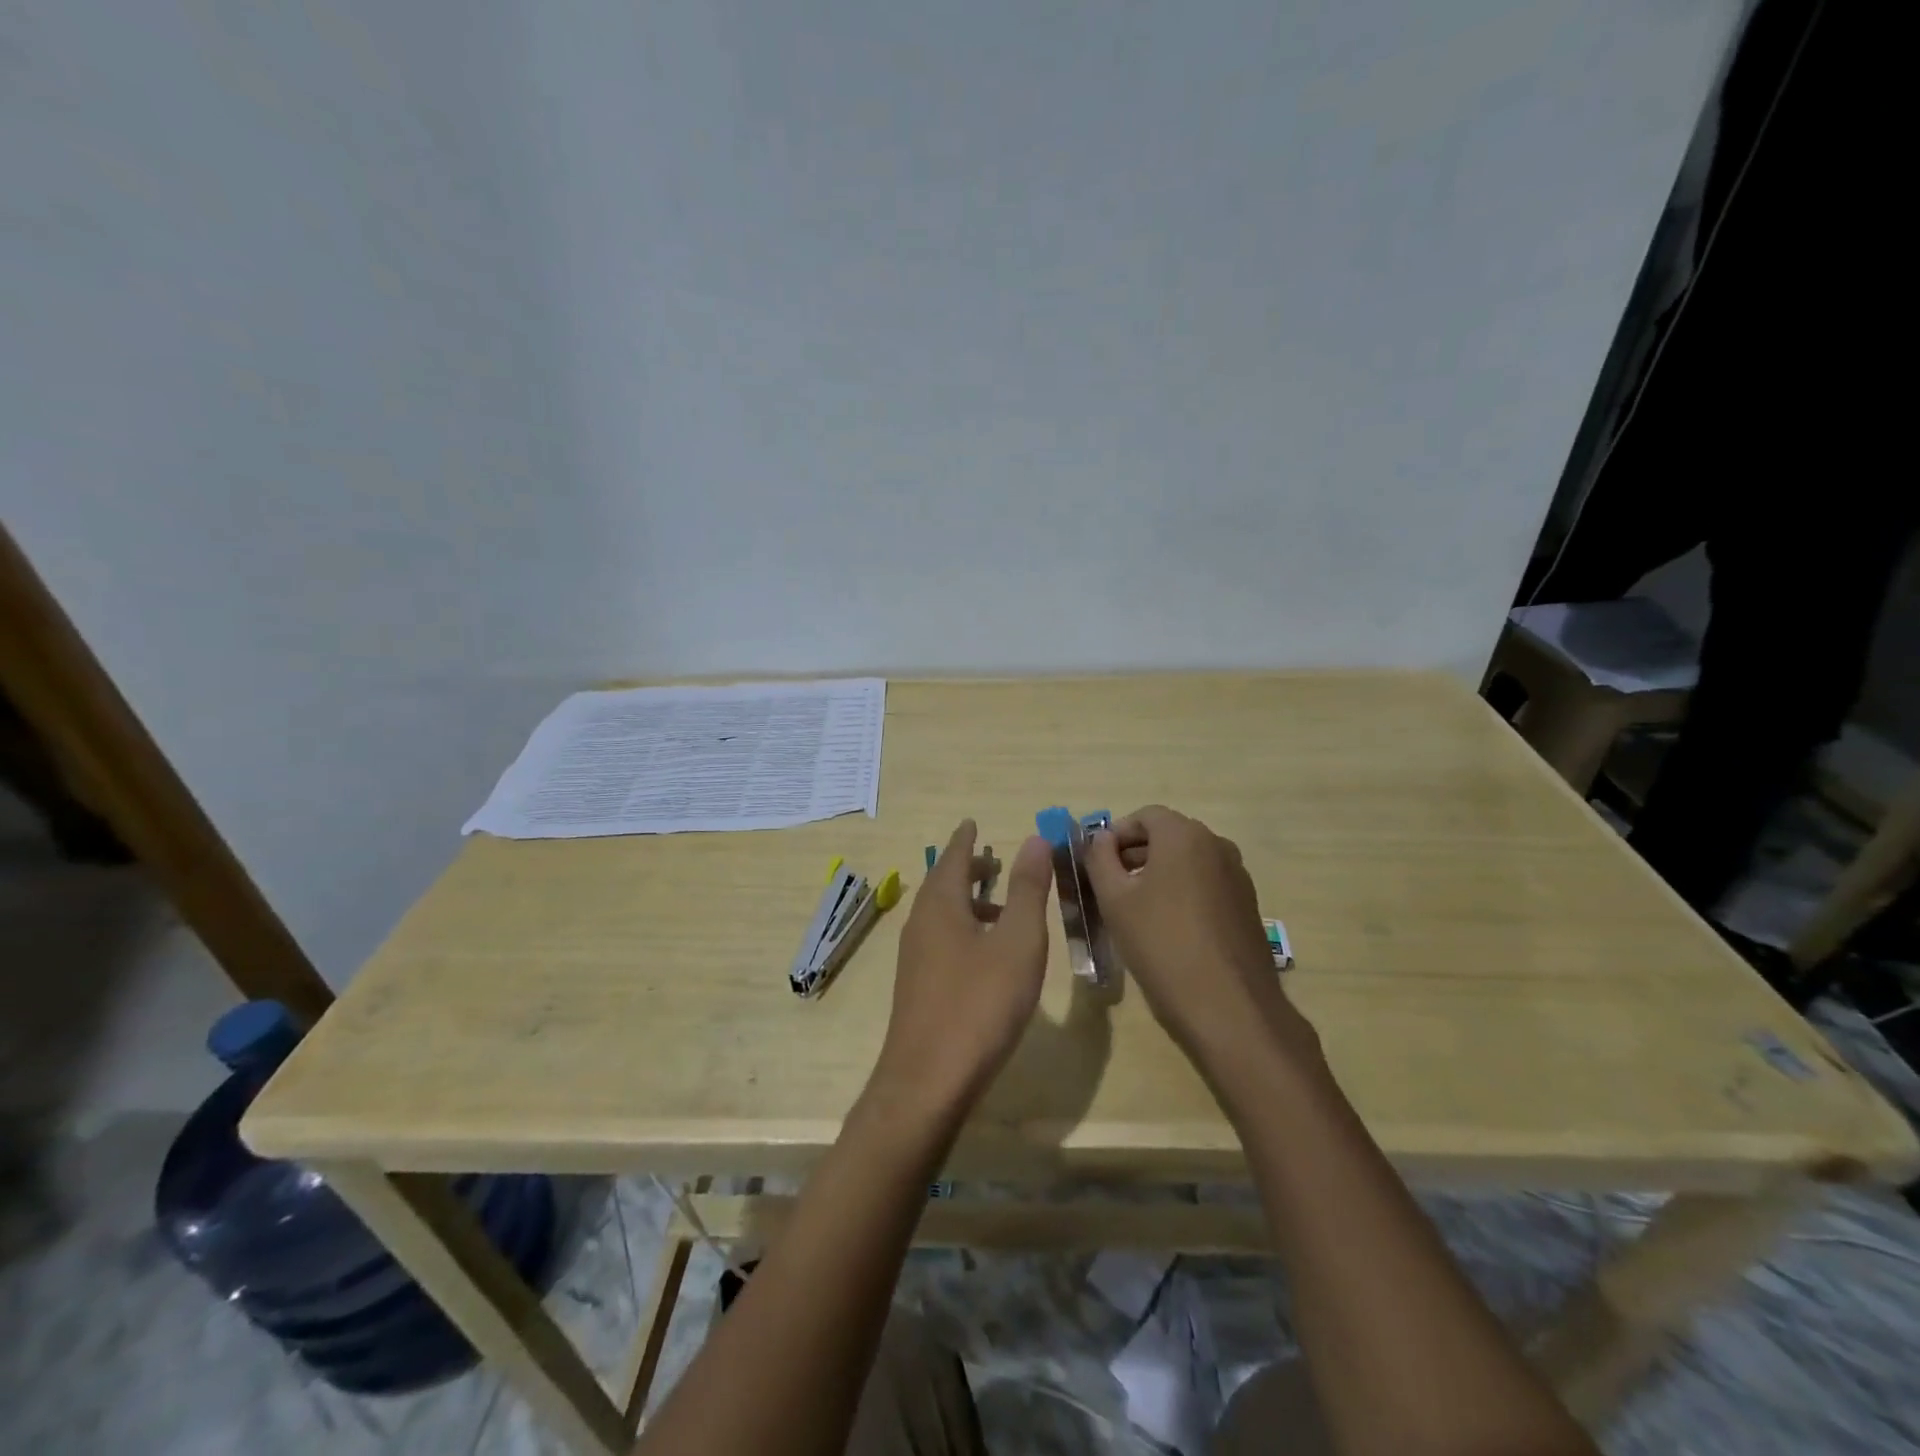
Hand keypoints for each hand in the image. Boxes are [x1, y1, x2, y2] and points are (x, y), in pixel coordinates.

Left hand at [869, 820, 1053, 1122]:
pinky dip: (963, 928)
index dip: (965, 839)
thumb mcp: (1017, 941)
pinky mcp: (918, 986)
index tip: (972, 822)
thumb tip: (1034, 838)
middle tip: (992, 858)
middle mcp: (920, 923)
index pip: (952, 856)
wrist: (928, 1080)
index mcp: (941, 904)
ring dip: (967, 900)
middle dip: (967, 868)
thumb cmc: (979, 1003)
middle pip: (943, 883)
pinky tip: (986, 953)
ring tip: (999, 904)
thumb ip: (1027, 889)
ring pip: (941, 914)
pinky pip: (941, 939)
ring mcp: (915, 957)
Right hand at [1084, 805, 1315, 1064]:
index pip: (1144, 816)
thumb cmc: (1162, 944)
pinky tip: (1167, 929)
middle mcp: (1217, 845)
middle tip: (1109, 885)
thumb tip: (1100, 839)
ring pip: (1188, 861)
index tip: (1096, 862)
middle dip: (1135, 853)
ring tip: (1134, 909)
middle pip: (1168, 836)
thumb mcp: (1115, 899)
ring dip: (1158, 874)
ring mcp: (1238, 876)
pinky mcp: (1247, 906)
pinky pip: (1207, 884)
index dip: (1116, 834)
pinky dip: (1183, 892)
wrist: (1229, 1007)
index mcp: (1184, 836)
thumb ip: (1100, 859)